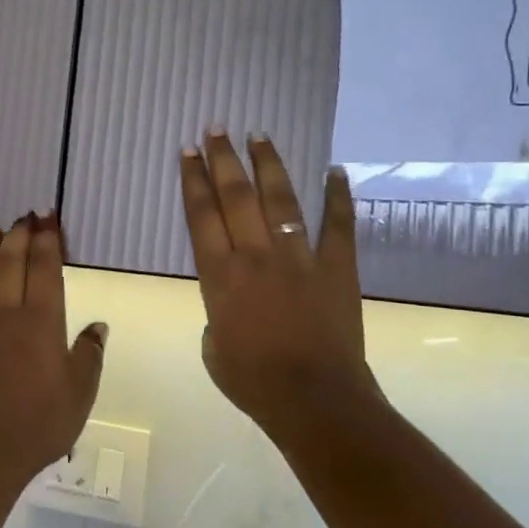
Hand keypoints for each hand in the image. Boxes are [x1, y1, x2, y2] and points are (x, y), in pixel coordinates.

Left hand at [0, 214, 106, 488]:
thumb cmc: (40, 422)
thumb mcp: (81, 391)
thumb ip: (88, 353)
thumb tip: (96, 326)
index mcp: (42, 321)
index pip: (45, 267)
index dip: (48, 239)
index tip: (48, 217)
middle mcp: (6, 314)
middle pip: (12, 264)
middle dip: (20, 235)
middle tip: (24, 215)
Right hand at [179, 132, 380, 440]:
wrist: (313, 399)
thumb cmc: (253, 381)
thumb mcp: (213, 348)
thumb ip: (217, 316)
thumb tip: (231, 304)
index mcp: (220, 277)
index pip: (202, 216)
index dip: (194, 181)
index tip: (189, 152)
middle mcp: (256, 256)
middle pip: (236, 197)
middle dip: (224, 160)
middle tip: (217, 128)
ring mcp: (299, 258)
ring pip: (281, 201)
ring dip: (269, 165)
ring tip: (259, 136)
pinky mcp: (337, 267)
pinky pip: (339, 224)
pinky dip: (339, 196)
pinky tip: (335, 170)